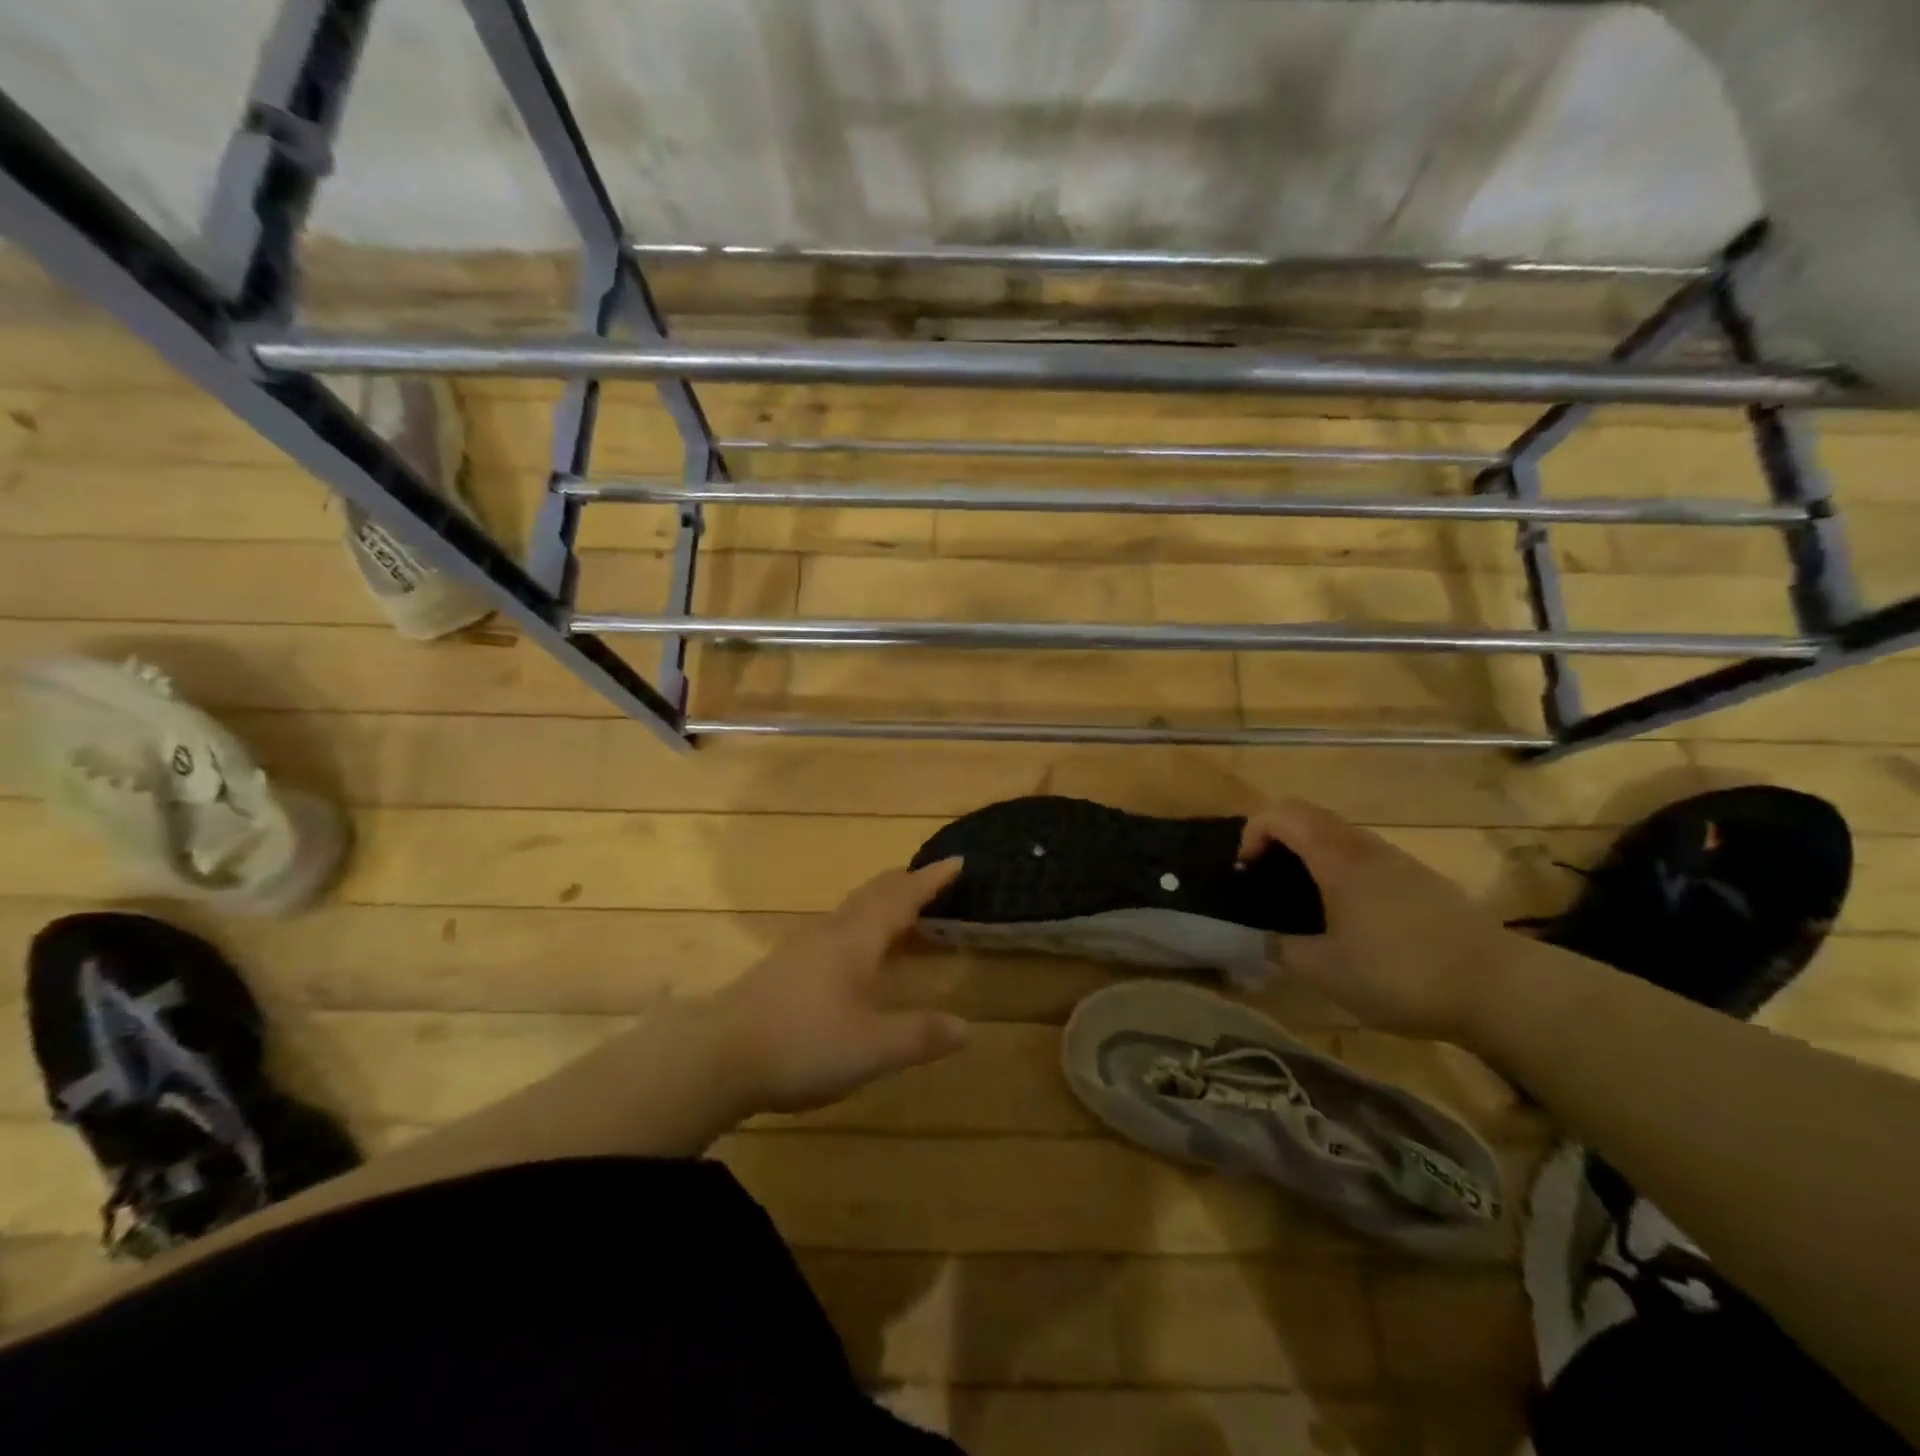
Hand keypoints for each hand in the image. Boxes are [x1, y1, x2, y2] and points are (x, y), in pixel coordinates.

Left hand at [712, 858, 971, 1113]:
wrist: (715, 1056)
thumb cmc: (803, 1042)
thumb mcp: (872, 1048)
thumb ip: (920, 1035)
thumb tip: (968, 1028)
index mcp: (856, 939)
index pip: (902, 898)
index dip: (931, 880)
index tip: (957, 860)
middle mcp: (830, 933)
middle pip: (873, 895)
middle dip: (904, 883)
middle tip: (930, 877)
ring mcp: (801, 949)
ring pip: (850, 911)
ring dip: (880, 903)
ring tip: (899, 910)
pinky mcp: (782, 969)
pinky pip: (834, 931)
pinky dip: (859, 926)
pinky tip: (853, 952)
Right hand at [1239, 799, 1524, 1041]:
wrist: (1500, 989)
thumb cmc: (1400, 974)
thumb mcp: (1326, 972)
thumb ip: (1282, 949)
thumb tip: (1259, 939)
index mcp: (1337, 858)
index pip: (1281, 813)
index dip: (1252, 832)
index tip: (1246, 872)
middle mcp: (1366, 848)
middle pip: (1309, 816)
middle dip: (1277, 839)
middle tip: (1266, 881)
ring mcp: (1398, 861)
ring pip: (1340, 836)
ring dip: (1310, 854)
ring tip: (1304, 902)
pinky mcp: (1422, 881)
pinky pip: (1366, 857)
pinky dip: (1340, 870)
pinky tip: (1349, 918)